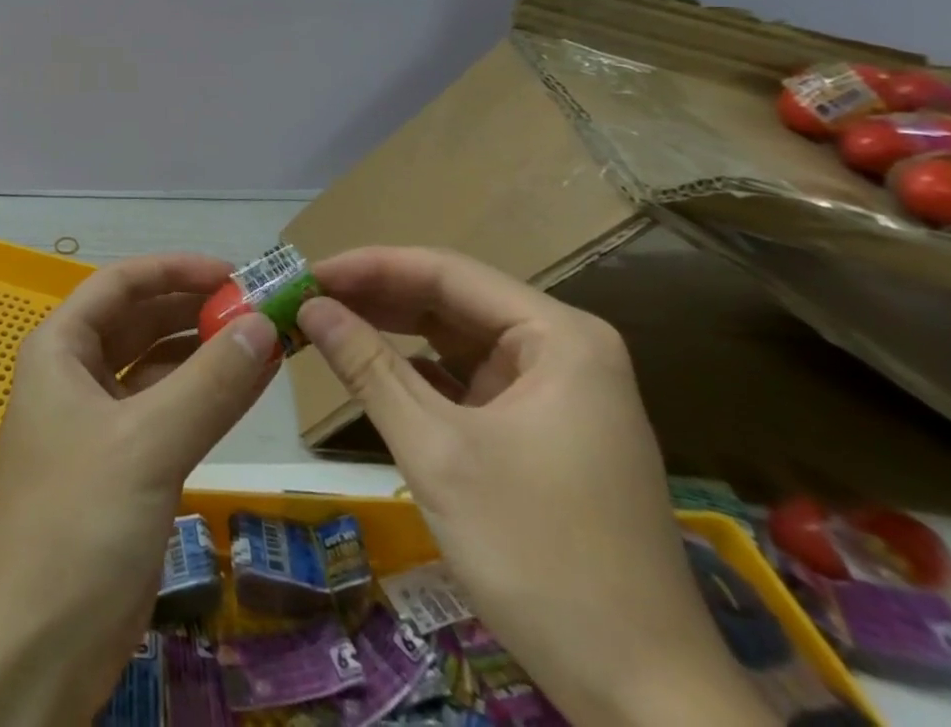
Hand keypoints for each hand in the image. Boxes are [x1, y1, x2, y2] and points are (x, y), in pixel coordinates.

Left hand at [0, 254, 276, 726]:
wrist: (34, 651)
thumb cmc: (78, 524)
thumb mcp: (148, 444)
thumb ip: (209, 383)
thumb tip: (263, 324)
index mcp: (60, 348)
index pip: (121, 283)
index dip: (175, 270)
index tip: (235, 273)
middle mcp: (75, 373)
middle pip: (139, 320)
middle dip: (194, 309)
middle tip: (260, 308)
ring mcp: (97, 421)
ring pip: (156, 367)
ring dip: (204, 353)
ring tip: (265, 342)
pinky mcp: (121, 466)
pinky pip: (166, 411)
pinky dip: (203, 397)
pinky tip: (247, 389)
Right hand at [298, 248, 770, 726]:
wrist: (646, 703)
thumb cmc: (542, 559)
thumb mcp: (438, 453)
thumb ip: (368, 368)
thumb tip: (308, 306)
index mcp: (558, 337)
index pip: (445, 272)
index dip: (368, 266)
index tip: (304, 274)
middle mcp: (562, 350)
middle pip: (450, 300)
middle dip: (375, 298)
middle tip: (304, 299)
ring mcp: (555, 392)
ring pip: (454, 338)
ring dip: (390, 332)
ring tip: (323, 324)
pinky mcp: (541, 431)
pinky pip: (465, 379)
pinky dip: (415, 372)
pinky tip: (369, 370)